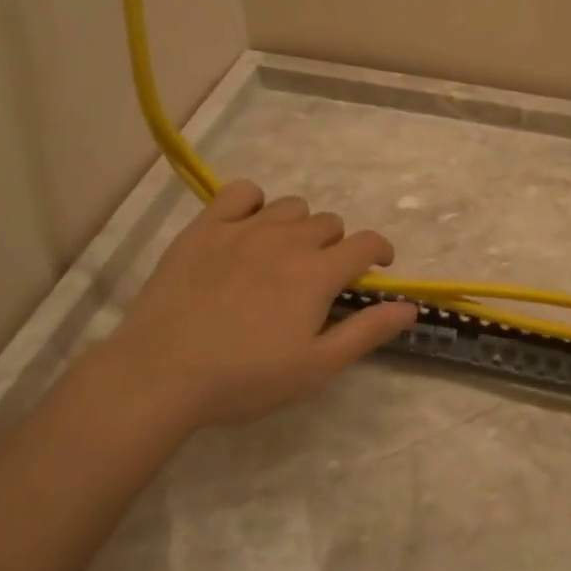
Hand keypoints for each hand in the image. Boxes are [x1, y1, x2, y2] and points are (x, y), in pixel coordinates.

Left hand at [89, 180, 418, 432]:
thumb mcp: (316, 367)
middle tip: (318, 278)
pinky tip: (246, 227)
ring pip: (290, 206)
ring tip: (283, 254)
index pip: (366, 243)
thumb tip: (409, 306)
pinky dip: (253, 203)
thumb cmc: (245, 378)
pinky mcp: (205, 228)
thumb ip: (366, 332)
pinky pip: (240, 192)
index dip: (379, 251)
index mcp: (318, 273)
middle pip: (329, 223)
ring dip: (298, 226)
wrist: (161, 373)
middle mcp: (287, 240)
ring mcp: (244, 229)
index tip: (377, 267)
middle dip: (335, 245)